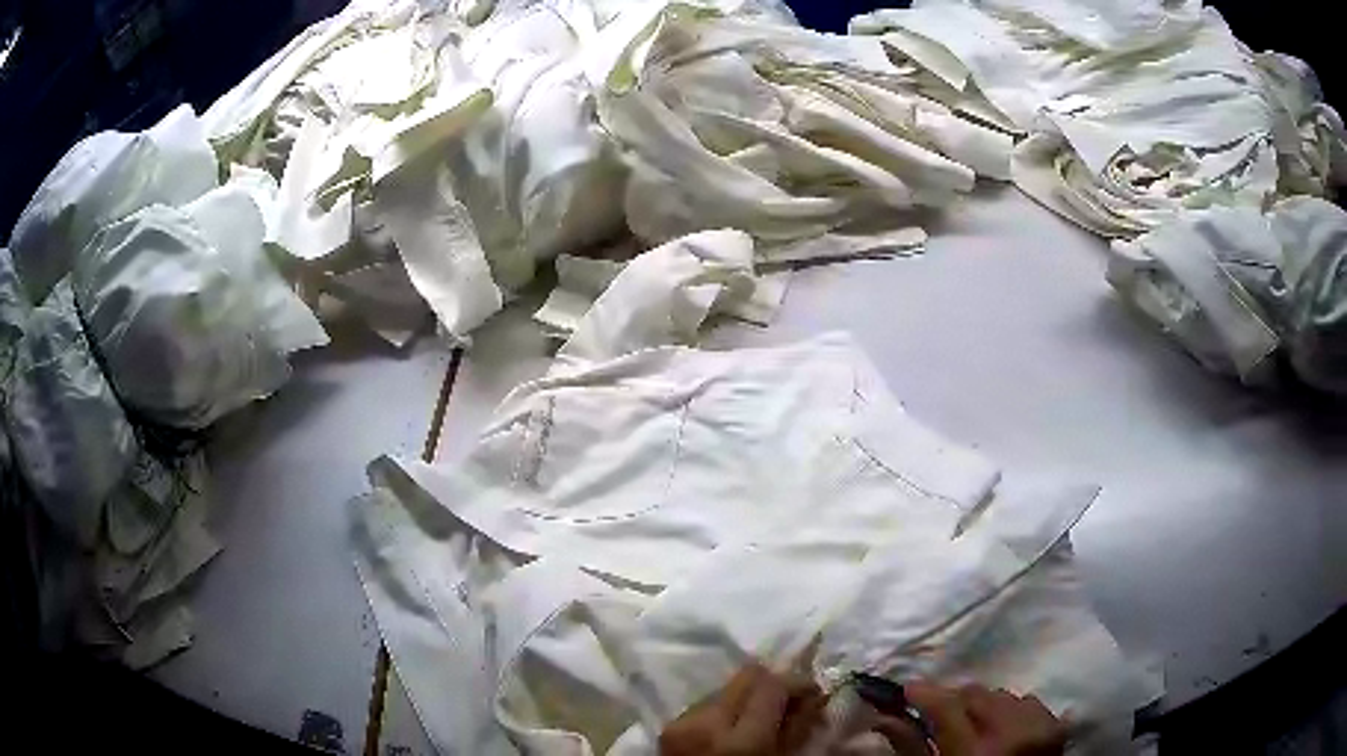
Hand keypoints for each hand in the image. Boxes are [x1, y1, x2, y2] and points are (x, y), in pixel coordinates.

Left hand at [660, 663, 827, 755]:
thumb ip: (797, 728)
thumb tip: (812, 696)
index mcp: (741, 741)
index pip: (773, 684)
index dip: (797, 683)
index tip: (811, 694)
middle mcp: (707, 723)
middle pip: (747, 676)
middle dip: (772, 685)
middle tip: (788, 703)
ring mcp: (681, 723)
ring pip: (725, 688)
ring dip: (745, 699)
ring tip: (756, 722)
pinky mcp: (668, 727)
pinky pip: (705, 705)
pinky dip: (723, 711)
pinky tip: (730, 732)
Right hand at [874, 683, 1065, 755]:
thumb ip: (911, 749)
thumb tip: (884, 718)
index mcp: (975, 753)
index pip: (946, 706)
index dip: (924, 693)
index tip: (906, 690)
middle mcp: (1011, 733)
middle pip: (975, 694)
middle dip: (954, 700)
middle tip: (938, 715)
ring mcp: (1040, 727)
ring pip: (1002, 694)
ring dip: (984, 705)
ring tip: (973, 726)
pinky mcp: (1057, 727)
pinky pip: (1029, 702)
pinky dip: (1012, 711)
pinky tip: (1002, 730)